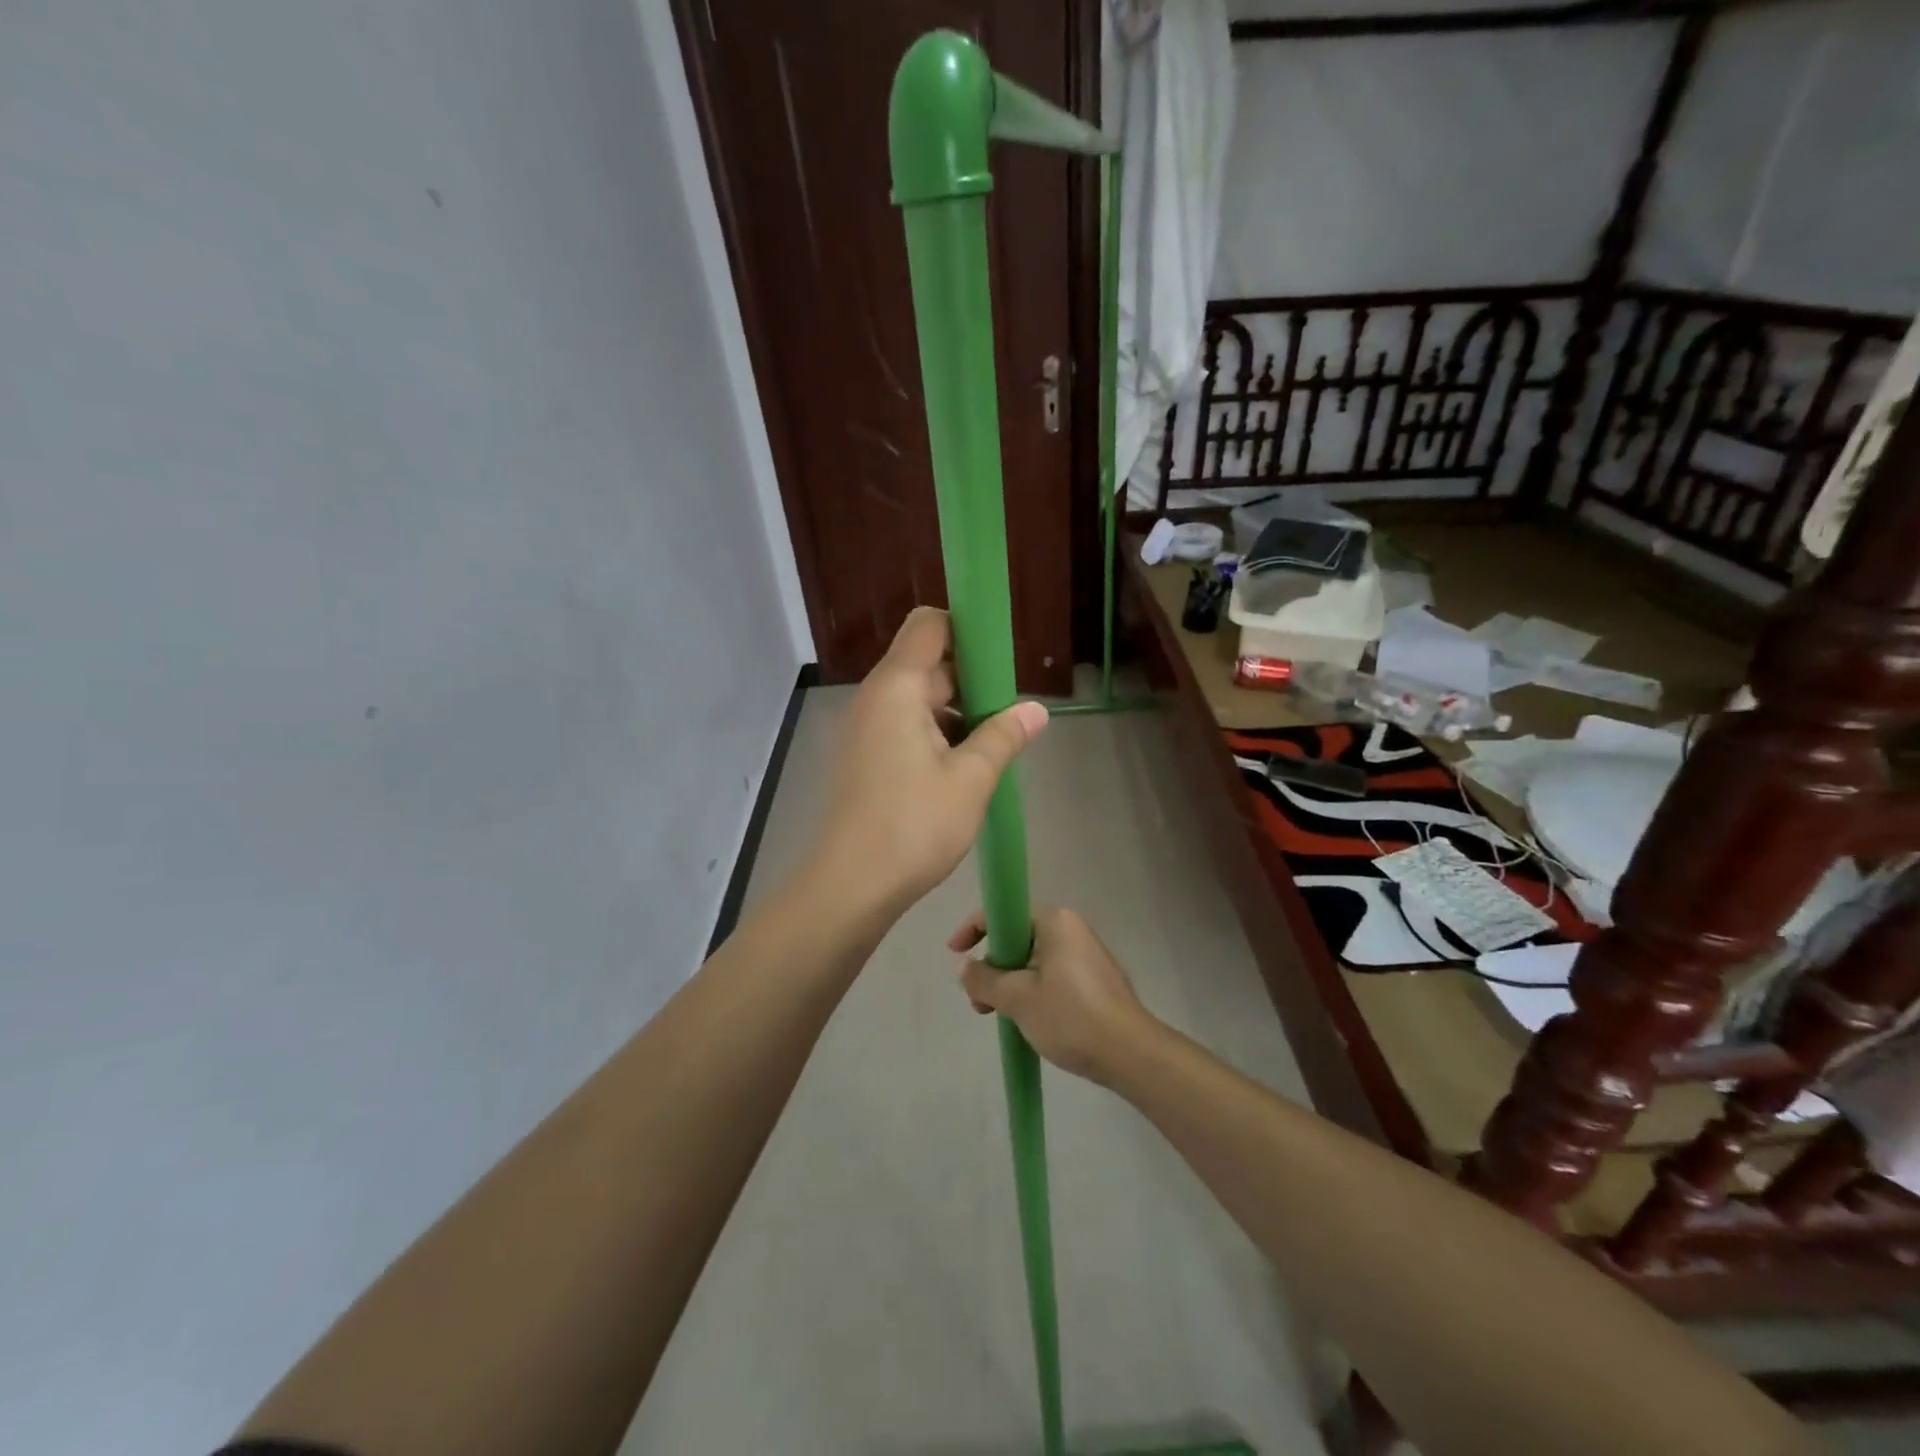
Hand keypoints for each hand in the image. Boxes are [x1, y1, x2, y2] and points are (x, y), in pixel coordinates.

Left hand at [814, 608, 1047, 915]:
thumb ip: (1004, 736)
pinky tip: (961, 768)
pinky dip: (933, 734)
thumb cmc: (914, 825)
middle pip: (926, 662)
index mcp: (897, 687)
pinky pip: (903, 726)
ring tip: (991, 746)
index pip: (929, 625)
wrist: (851, 885)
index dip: (966, 630)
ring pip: (917, 699)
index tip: (1000, 661)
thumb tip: (1036, 710)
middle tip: (1007, 714)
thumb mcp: (971, 779)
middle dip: (970, 680)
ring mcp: (864, 728)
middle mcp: (875, 698)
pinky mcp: (862, 756)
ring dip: (954, 712)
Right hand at [947, 907, 1160, 1083]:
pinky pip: (1050, 976)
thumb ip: (983, 979)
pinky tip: (1026, 1021)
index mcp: (1054, 921)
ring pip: (1032, 960)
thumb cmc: (1070, 1017)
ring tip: (999, 1017)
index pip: (1003, 913)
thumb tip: (964, 968)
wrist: (1130, 1054)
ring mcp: (1085, 955)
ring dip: (1009, 984)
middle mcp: (1071, 929)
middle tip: (978, 1001)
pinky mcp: (1093, 980)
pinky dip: (1031, 992)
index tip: (955, 954)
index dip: (973, 930)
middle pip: (1017, 938)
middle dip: (992, 967)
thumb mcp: (1017, 998)